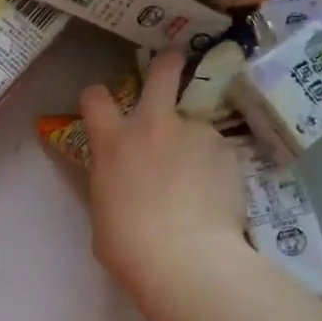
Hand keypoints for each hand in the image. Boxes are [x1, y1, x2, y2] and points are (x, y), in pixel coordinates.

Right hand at [79, 49, 247, 294]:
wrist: (185, 258)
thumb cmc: (129, 244)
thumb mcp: (103, 208)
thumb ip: (112, 181)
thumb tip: (122, 181)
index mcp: (113, 142)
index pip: (94, 97)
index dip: (96, 97)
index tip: (101, 105)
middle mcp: (152, 125)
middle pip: (161, 73)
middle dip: (167, 63)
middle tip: (173, 61)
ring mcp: (193, 133)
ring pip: (195, 123)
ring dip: (194, 140)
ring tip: (201, 178)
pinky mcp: (227, 150)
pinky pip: (218, 151)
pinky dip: (216, 167)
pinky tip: (218, 194)